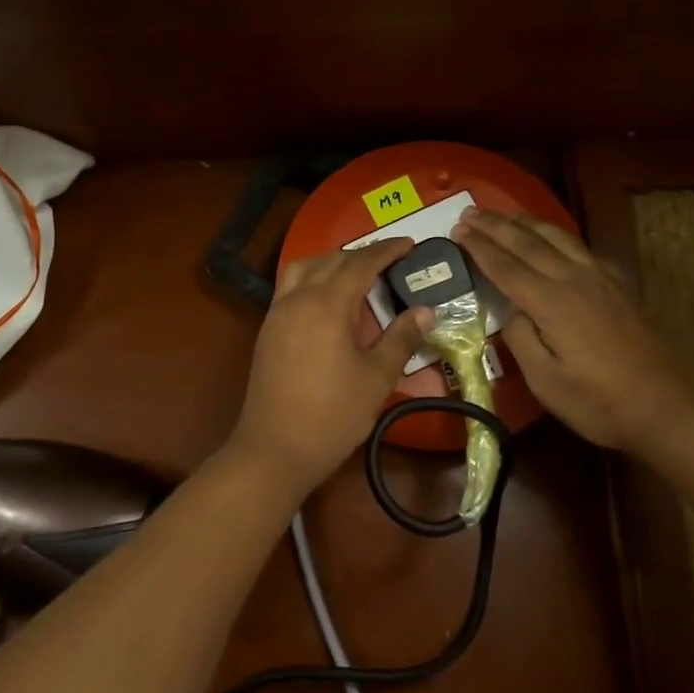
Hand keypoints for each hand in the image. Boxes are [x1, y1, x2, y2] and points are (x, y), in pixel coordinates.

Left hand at [226, 239, 434, 497]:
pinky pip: (290, 286)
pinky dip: (312, 277)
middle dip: (362, 254)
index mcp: (328, 304)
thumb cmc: (332, 415)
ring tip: (356, 272)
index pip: (361, 263)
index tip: (408, 244)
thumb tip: (426, 310)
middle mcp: (299, 298)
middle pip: (331, 260)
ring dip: (332, 261)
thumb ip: (401, 338)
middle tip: (389, 259)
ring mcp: (278, 312)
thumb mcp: (376, 378)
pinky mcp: (267, 329)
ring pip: (305, 268)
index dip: (386, 251)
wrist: (274, 448)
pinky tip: (327, 298)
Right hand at [453, 208, 693, 450]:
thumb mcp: (545, 381)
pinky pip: (580, 247)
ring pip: (557, 237)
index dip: (480, 247)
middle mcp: (574, 279)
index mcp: (551, 302)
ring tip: (504, 215)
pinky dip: (557, 236)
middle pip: (528, 243)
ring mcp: (599, 279)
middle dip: (496, 225)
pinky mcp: (617, 285)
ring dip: (526, 223)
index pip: (505, 266)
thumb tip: (510, 310)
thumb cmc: (598, 402)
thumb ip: (520, 338)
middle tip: (469, 212)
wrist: (665, 406)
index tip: (457, 230)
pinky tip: (553, 240)